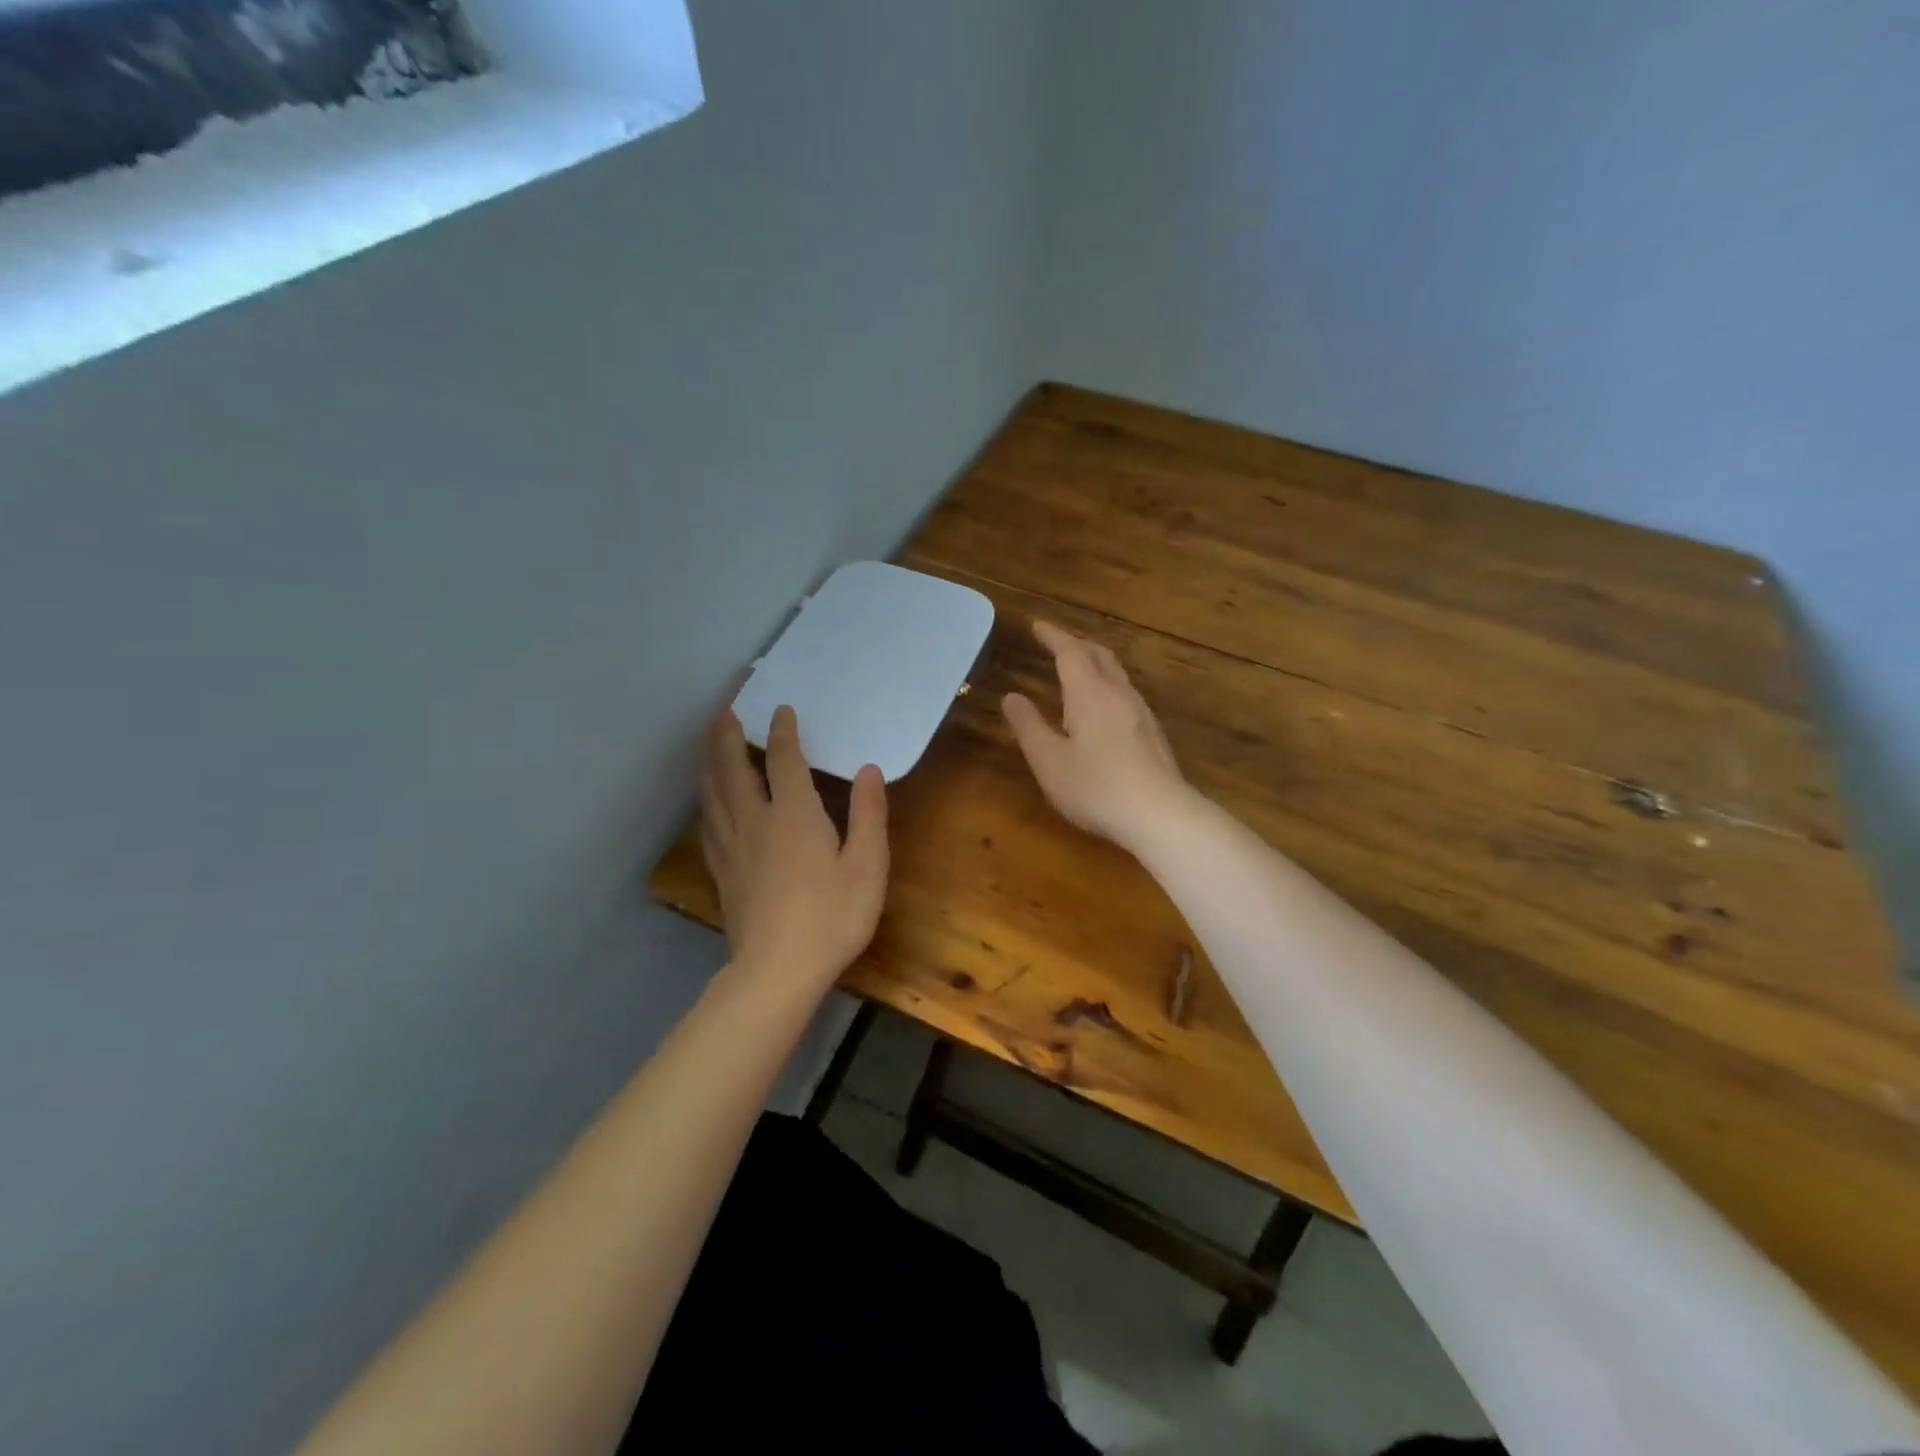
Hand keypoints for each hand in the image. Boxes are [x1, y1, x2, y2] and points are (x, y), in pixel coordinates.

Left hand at [700, 705, 888, 992]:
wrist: (777, 971)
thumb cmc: (831, 917)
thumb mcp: (867, 866)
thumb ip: (868, 814)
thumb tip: (868, 769)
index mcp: (794, 814)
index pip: (784, 759)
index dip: (782, 732)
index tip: (781, 710)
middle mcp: (755, 820)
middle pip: (732, 768)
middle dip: (727, 735)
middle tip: (724, 710)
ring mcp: (732, 846)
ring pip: (713, 792)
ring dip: (709, 760)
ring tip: (709, 741)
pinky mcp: (721, 870)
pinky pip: (708, 821)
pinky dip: (707, 798)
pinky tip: (709, 800)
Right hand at [1003, 620, 1192, 854]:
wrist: (1159, 814)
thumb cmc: (1096, 787)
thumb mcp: (1049, 760)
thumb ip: (1028, 726)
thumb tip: (1011, 697)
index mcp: (1089, 693)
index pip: (1070, 652)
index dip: (1053, 636)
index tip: (1037, 626)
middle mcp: (1118, 694)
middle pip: (1099, 655)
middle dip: (1076, 643)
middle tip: (1056, 642)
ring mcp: (1140, 712)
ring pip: (1117, 673)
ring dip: (1095, 663)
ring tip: (1078, 669)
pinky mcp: (1152, 733)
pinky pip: (1126, 693)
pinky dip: (1107, 684)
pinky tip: (1103, 706)